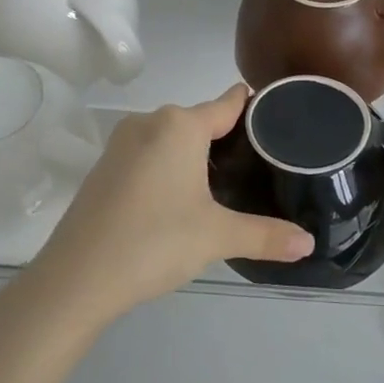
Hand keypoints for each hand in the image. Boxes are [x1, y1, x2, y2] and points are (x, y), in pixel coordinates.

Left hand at [30, 85, 313, 325]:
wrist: (75, 279)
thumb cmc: (154, 242)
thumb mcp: (216, 237)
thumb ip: (266, 235)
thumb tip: (308, 243)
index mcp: (180, 125)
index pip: (228, 103)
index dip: (254, 107)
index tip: (279, 116)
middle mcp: (150, 122)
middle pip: (200, 120)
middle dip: (228, 138)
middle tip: (259, 167)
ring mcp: (121, 143)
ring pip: (172, 138)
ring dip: (195, 154)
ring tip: (225, 185)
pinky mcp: (104, 167)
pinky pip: (149, 154)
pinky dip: (168, 167)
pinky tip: (179, 199)